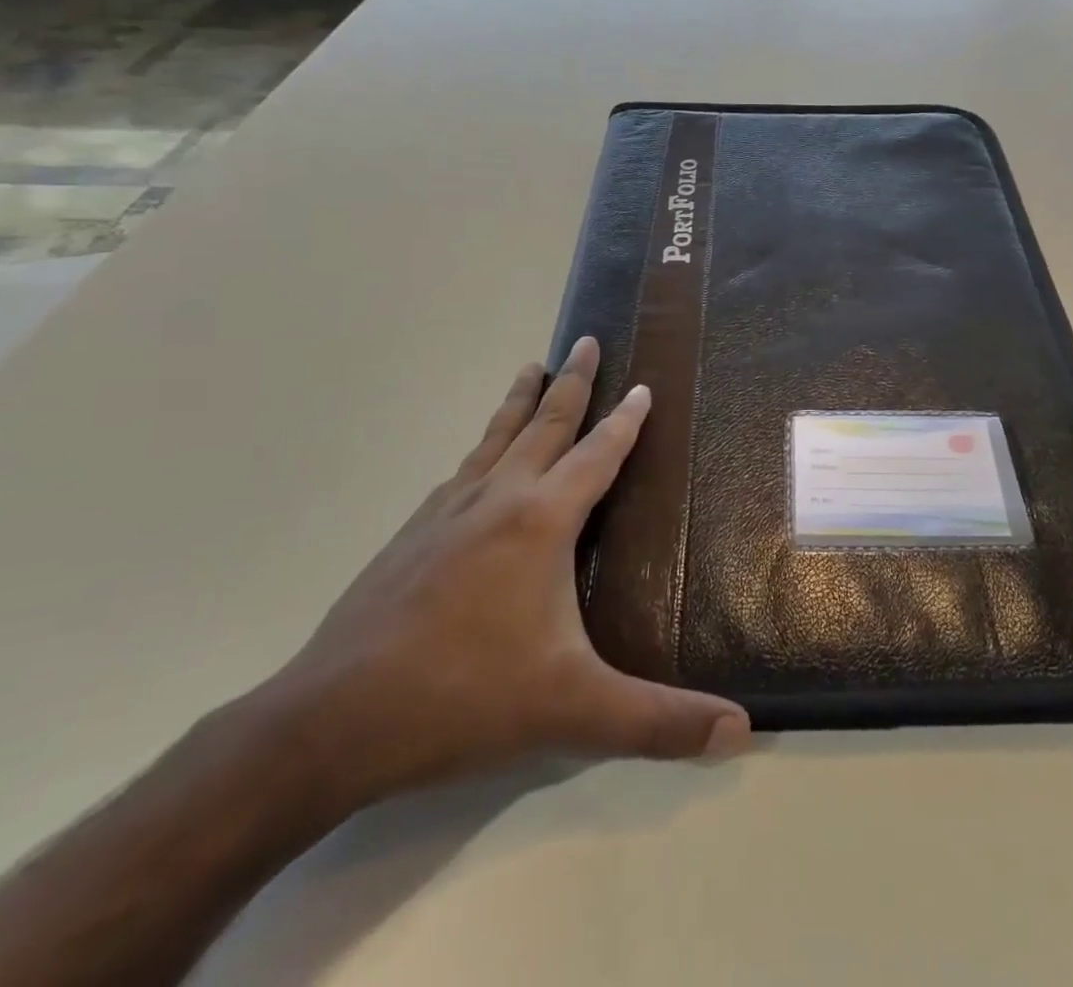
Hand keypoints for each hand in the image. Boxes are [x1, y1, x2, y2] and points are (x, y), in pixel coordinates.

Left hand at [262, 335, 750, 809]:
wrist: (331, 722)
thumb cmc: (464, 698)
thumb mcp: (574, 711)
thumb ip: (660, 721)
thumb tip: (741, 731)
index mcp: (541, 521)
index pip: (598, 455)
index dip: (625, 421)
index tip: (642, 386)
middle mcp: (497, 499)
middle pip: (544, 424)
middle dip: (571, 381)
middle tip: (583, 339)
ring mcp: (446, 512)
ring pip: (495, 437)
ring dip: (520, 401)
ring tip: (531, 366)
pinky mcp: (411, 534)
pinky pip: (461, 471)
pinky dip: (483, 448)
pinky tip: (478, 460)